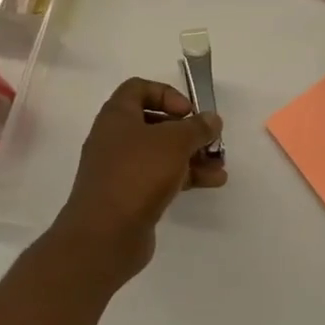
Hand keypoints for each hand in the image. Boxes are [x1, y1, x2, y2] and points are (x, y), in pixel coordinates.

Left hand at [49, 77, 224, 279]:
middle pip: (154, 122)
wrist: (104, 236)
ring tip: (220, 165)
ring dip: (192, 156)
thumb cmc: (137, 174)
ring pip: (161, 153)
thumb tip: (212, 119)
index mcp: (117, 116)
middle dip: (187, 130)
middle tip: (209, 138)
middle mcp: (115, 139)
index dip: (167, 94)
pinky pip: (160, 177)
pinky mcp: (129, 196)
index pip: (139, 88)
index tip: (189, 111)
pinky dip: (184, 176)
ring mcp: (120, 169)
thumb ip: (197, 127)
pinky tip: (211, 183)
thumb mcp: (175, 141)